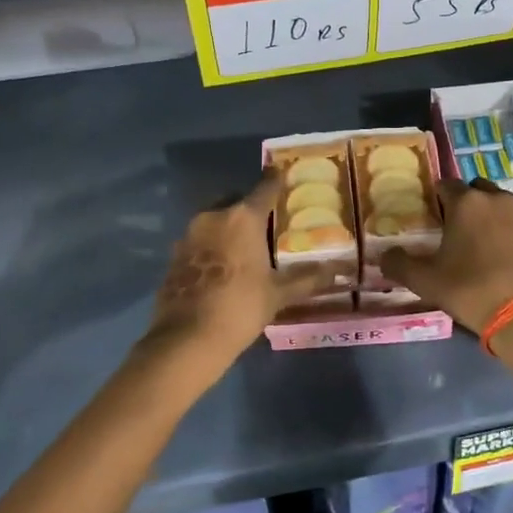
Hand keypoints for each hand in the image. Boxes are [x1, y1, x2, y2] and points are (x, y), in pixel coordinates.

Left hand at [142, 170, 341, 372]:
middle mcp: (213, 216)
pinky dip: (212, 247)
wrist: (187, 339)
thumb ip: (307, 278)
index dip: (276, 180)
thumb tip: (338, 271)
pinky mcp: (174, 255)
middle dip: (250, 208)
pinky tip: (222, 267)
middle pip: (236, 202)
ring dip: (228, 228)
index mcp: (243, 217)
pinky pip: (200, 241)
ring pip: (215, 221)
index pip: (264, 188)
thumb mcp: (278, 294)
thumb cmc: (240, 307)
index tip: (282, 173)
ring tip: (245, 247)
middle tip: (267, 223)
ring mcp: (189, 235)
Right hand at [381, 179, 512, 335]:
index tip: (432, 219)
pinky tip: (505, 256)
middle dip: (465, 204)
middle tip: (456, 231)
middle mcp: (496, 198)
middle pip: (475, 190)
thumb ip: (399, 264)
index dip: (436, 199)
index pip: (445, 185)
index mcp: (466, 202)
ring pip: (500, 204)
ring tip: (482, 245)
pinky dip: (510, 231)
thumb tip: (383, 256)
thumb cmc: (471, 290)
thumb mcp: (425, 281)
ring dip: (489, 216)